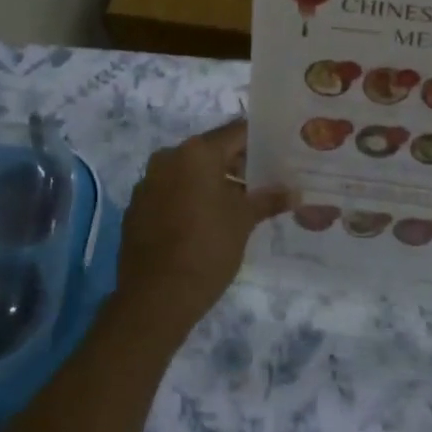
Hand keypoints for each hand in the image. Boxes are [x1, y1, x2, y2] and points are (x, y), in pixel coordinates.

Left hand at [114, 121, 289, 341]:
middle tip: (266, 181)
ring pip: (190, 172)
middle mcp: (168, 158)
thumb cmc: (207, 249)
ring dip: (214, 182)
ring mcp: (148, 183)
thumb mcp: (244, 221)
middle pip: (212, 151)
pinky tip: (207, 221)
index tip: (279, 152)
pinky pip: (171, 192)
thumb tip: (294, 192)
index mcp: (196, 153)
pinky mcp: (137, 208)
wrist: (155, 298)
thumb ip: (268, 199)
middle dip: (238, 165)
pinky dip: (190, 198)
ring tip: (241, 203)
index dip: (260, 141)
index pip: (236, 133)